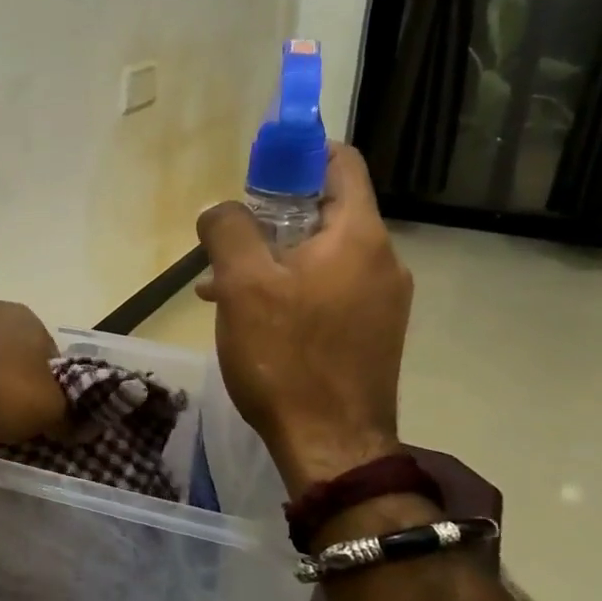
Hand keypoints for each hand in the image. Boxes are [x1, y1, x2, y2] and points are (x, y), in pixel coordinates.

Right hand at [196, 145, 411, 491]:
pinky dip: (291, 289)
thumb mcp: (242, 286)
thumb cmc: (286, 358)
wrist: (331, 446)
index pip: (341, 163)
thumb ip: (228, 231)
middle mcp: (382, 260)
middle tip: (228, 241)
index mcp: (359, 236)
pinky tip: (251, 317)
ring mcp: (381, 300)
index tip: (255, 173)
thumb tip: (219, 210)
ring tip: (222, 287)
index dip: (298, 154)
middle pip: (326, 210)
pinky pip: (328, 290)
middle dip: (272, 217)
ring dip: (274, 258)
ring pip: (322, 255)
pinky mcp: (371, 332)